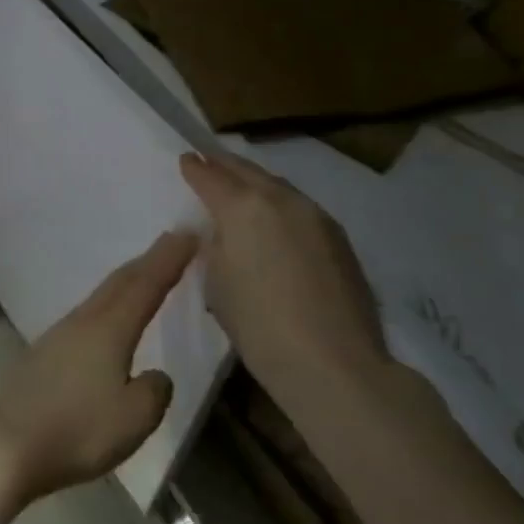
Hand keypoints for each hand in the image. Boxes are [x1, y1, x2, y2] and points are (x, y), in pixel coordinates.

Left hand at [0, 231, 195, 502]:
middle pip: (120, 282)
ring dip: (125, 283)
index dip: (169, 258)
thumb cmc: (78, 430)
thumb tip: (152, 375)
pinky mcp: (43, 354)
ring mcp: (58, 335)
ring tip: (142, 278)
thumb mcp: (134, 418)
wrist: (7, 446)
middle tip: (170, 243)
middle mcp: (83, 321)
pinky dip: (106, 307)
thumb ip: (154, 390)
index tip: (187, 233)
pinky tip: (105, 324)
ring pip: (99, 298)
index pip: (146, 284)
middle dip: (148, 261)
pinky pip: (85, 318)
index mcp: (109, 329)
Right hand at [179, 151, 387, 410]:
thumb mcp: (217, 283)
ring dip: (254, 180)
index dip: (194, 168)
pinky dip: (278, 201)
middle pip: (246, 170)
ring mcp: (315, 215)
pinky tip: (272, 215)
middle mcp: (280, 199)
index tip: (185, 159)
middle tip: (207, 158)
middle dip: (223, 163)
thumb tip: (220, 232)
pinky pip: (298, 205)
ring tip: (238, 182)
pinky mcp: (338, 236)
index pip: (210, 176)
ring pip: (277, 185)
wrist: (335, 364)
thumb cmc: (260, 326)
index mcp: (243, 207)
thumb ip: (215, 246)